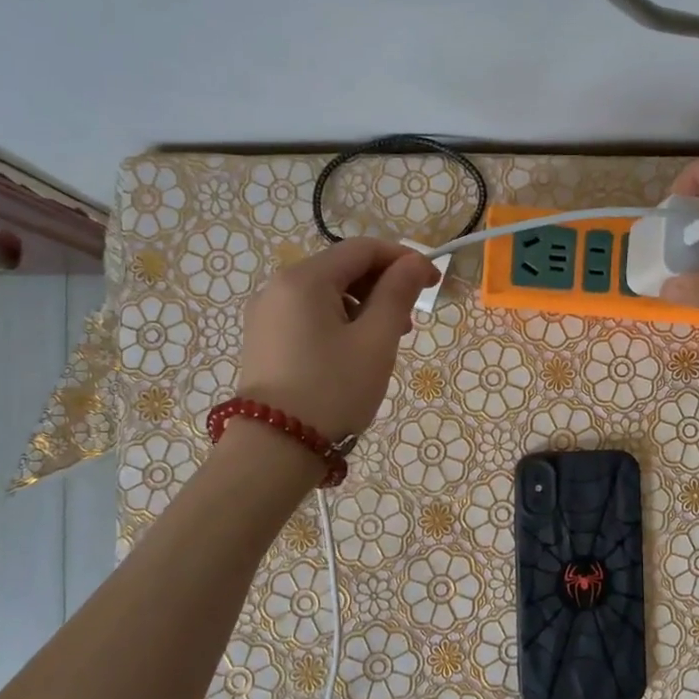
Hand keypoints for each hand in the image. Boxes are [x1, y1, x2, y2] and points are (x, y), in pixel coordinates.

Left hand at [237, 238, 439, 438]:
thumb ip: (398, 294)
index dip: (403, 259)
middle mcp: (278, 287)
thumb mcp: (376, 341)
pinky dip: (339, 323)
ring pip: (326, 294)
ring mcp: (266, 315)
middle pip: (341, 269)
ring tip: (385, 343)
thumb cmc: (333, 390)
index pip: (362, 249)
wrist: (274, 449)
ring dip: (363, 307)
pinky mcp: (264, 340)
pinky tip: (355, 353)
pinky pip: (309, 316)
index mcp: (304, 279)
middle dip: (382, 287)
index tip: (433, 283)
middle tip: (409, 323)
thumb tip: (415, 263)